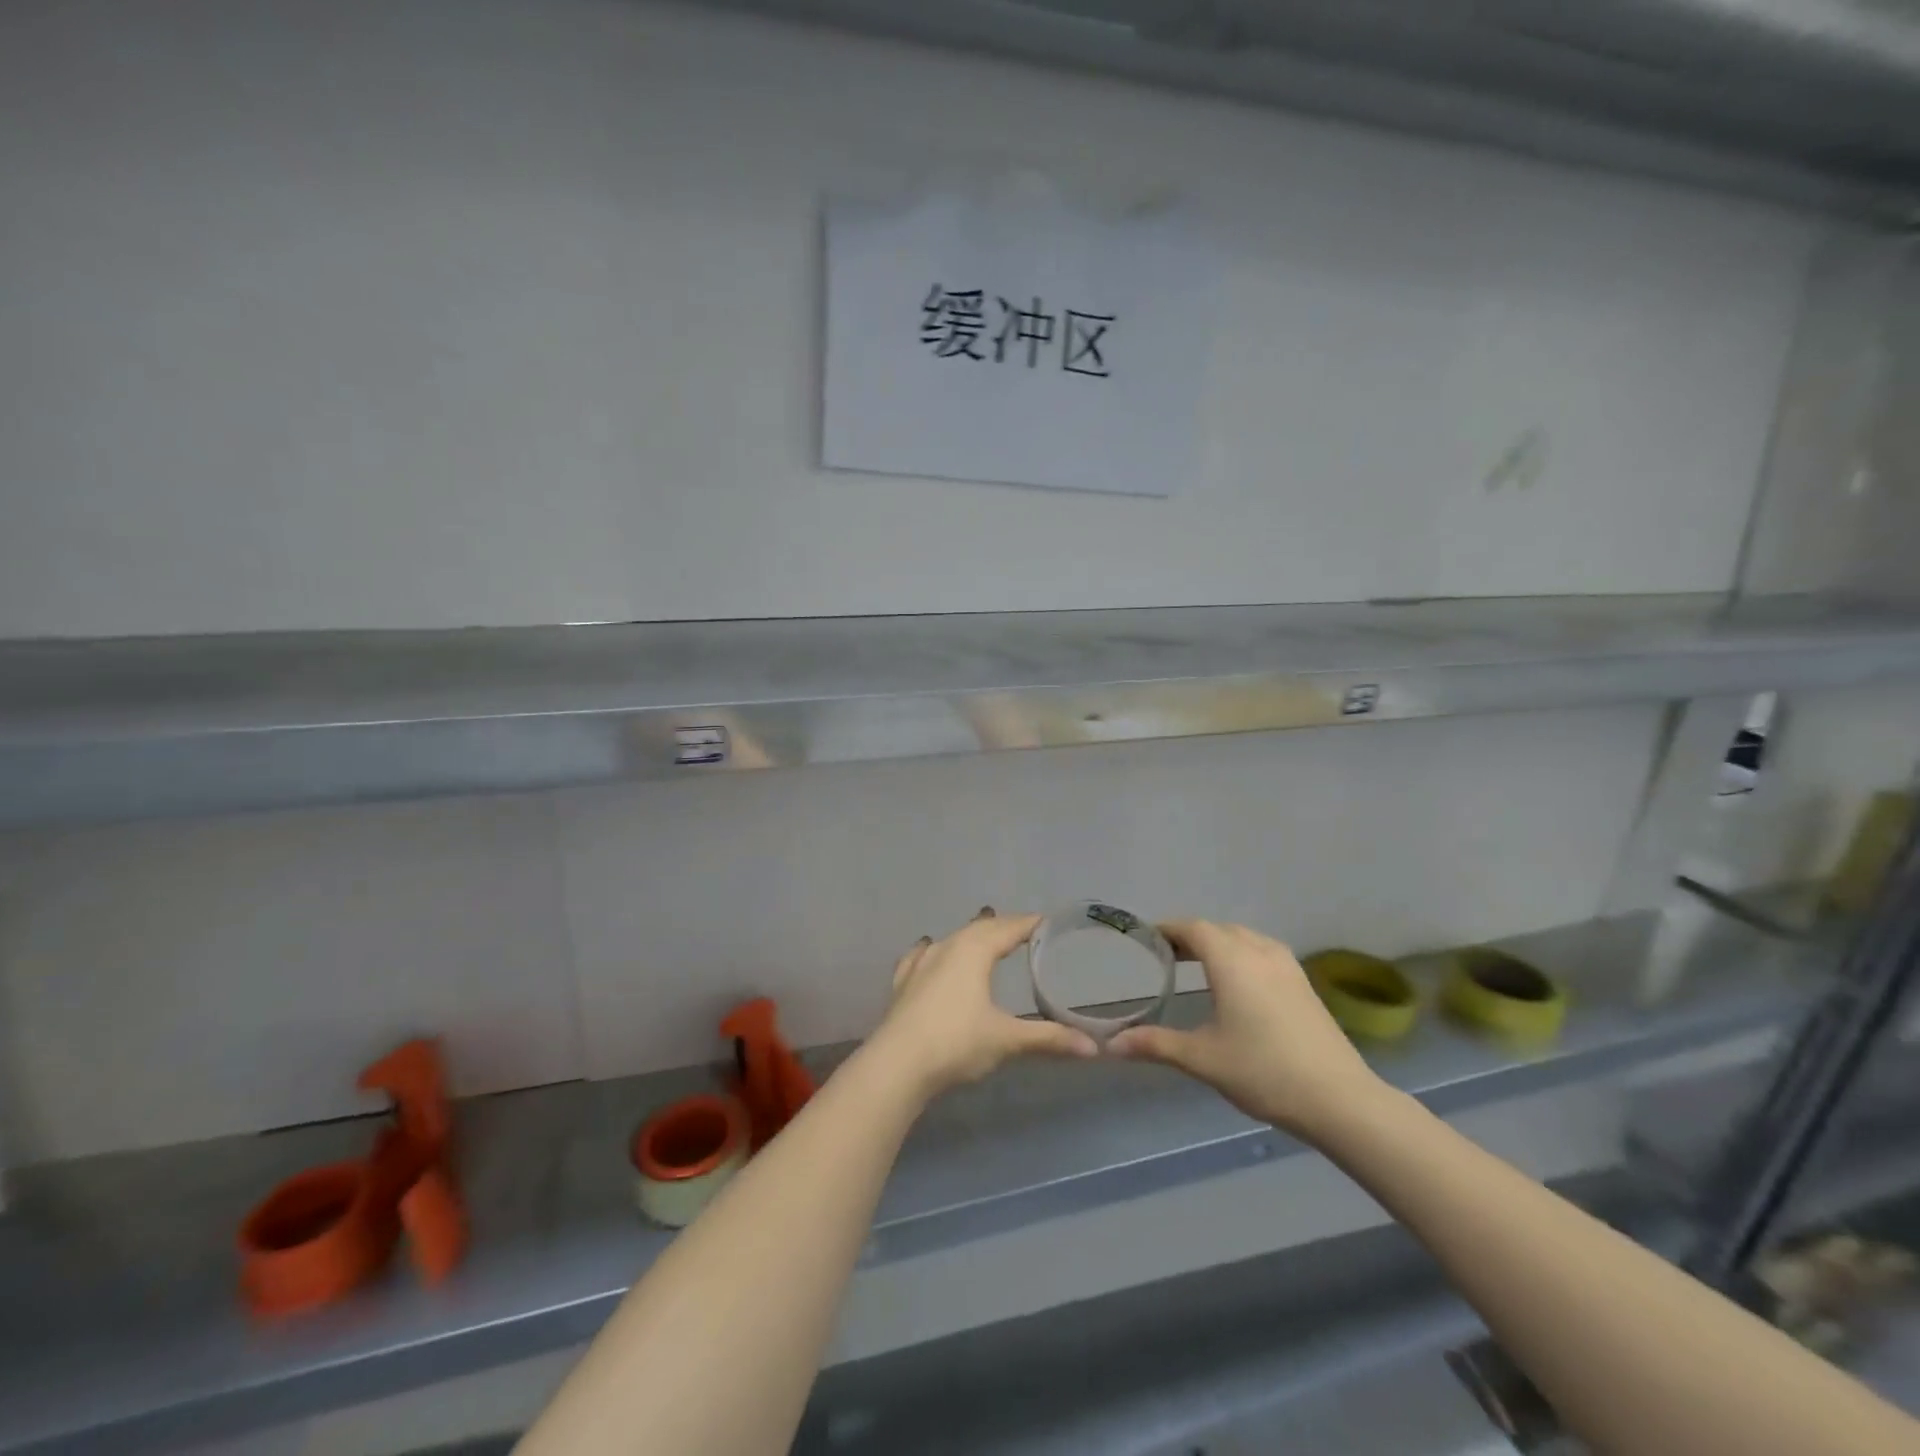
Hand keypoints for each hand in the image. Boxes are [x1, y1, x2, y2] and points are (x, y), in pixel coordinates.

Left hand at [866, 908, 1098, 1101]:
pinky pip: (922, 954)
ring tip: (984, 933)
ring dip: (971, 935)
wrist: (896, 1064)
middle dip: (1003, 927)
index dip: (1030, 924)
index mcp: (975, 950)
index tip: (1049, 923)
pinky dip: (934, 949)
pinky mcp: (903, 982)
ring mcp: (921, 962)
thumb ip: (1049, 1039)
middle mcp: (947, 946)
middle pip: (981, 927)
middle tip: (1024, 931)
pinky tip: (928, 947)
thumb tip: (1093, 1047)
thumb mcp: (1007, 1040)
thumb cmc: (956, 1043)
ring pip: (952, 938)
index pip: (1009, 927)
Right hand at [1108, 920, 1389, 1139]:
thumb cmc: (1264, 1071)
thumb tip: (1112, 1044)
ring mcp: (1287, 966)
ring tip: (1198, 965)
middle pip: (1218, 929)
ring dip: (1219, 943)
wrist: (1340, 1099)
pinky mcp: (1304, 983)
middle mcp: (1259, 951)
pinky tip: (1238, 983)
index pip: (1193, 928)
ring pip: (1244, 938)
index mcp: (1231, 960)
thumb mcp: (1202, 1058)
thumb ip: (1156, 1044)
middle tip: (1165, 955)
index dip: (1168, 929)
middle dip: (1191, 936)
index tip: (1146, 938)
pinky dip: (1241, 954)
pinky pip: (1263, 951)